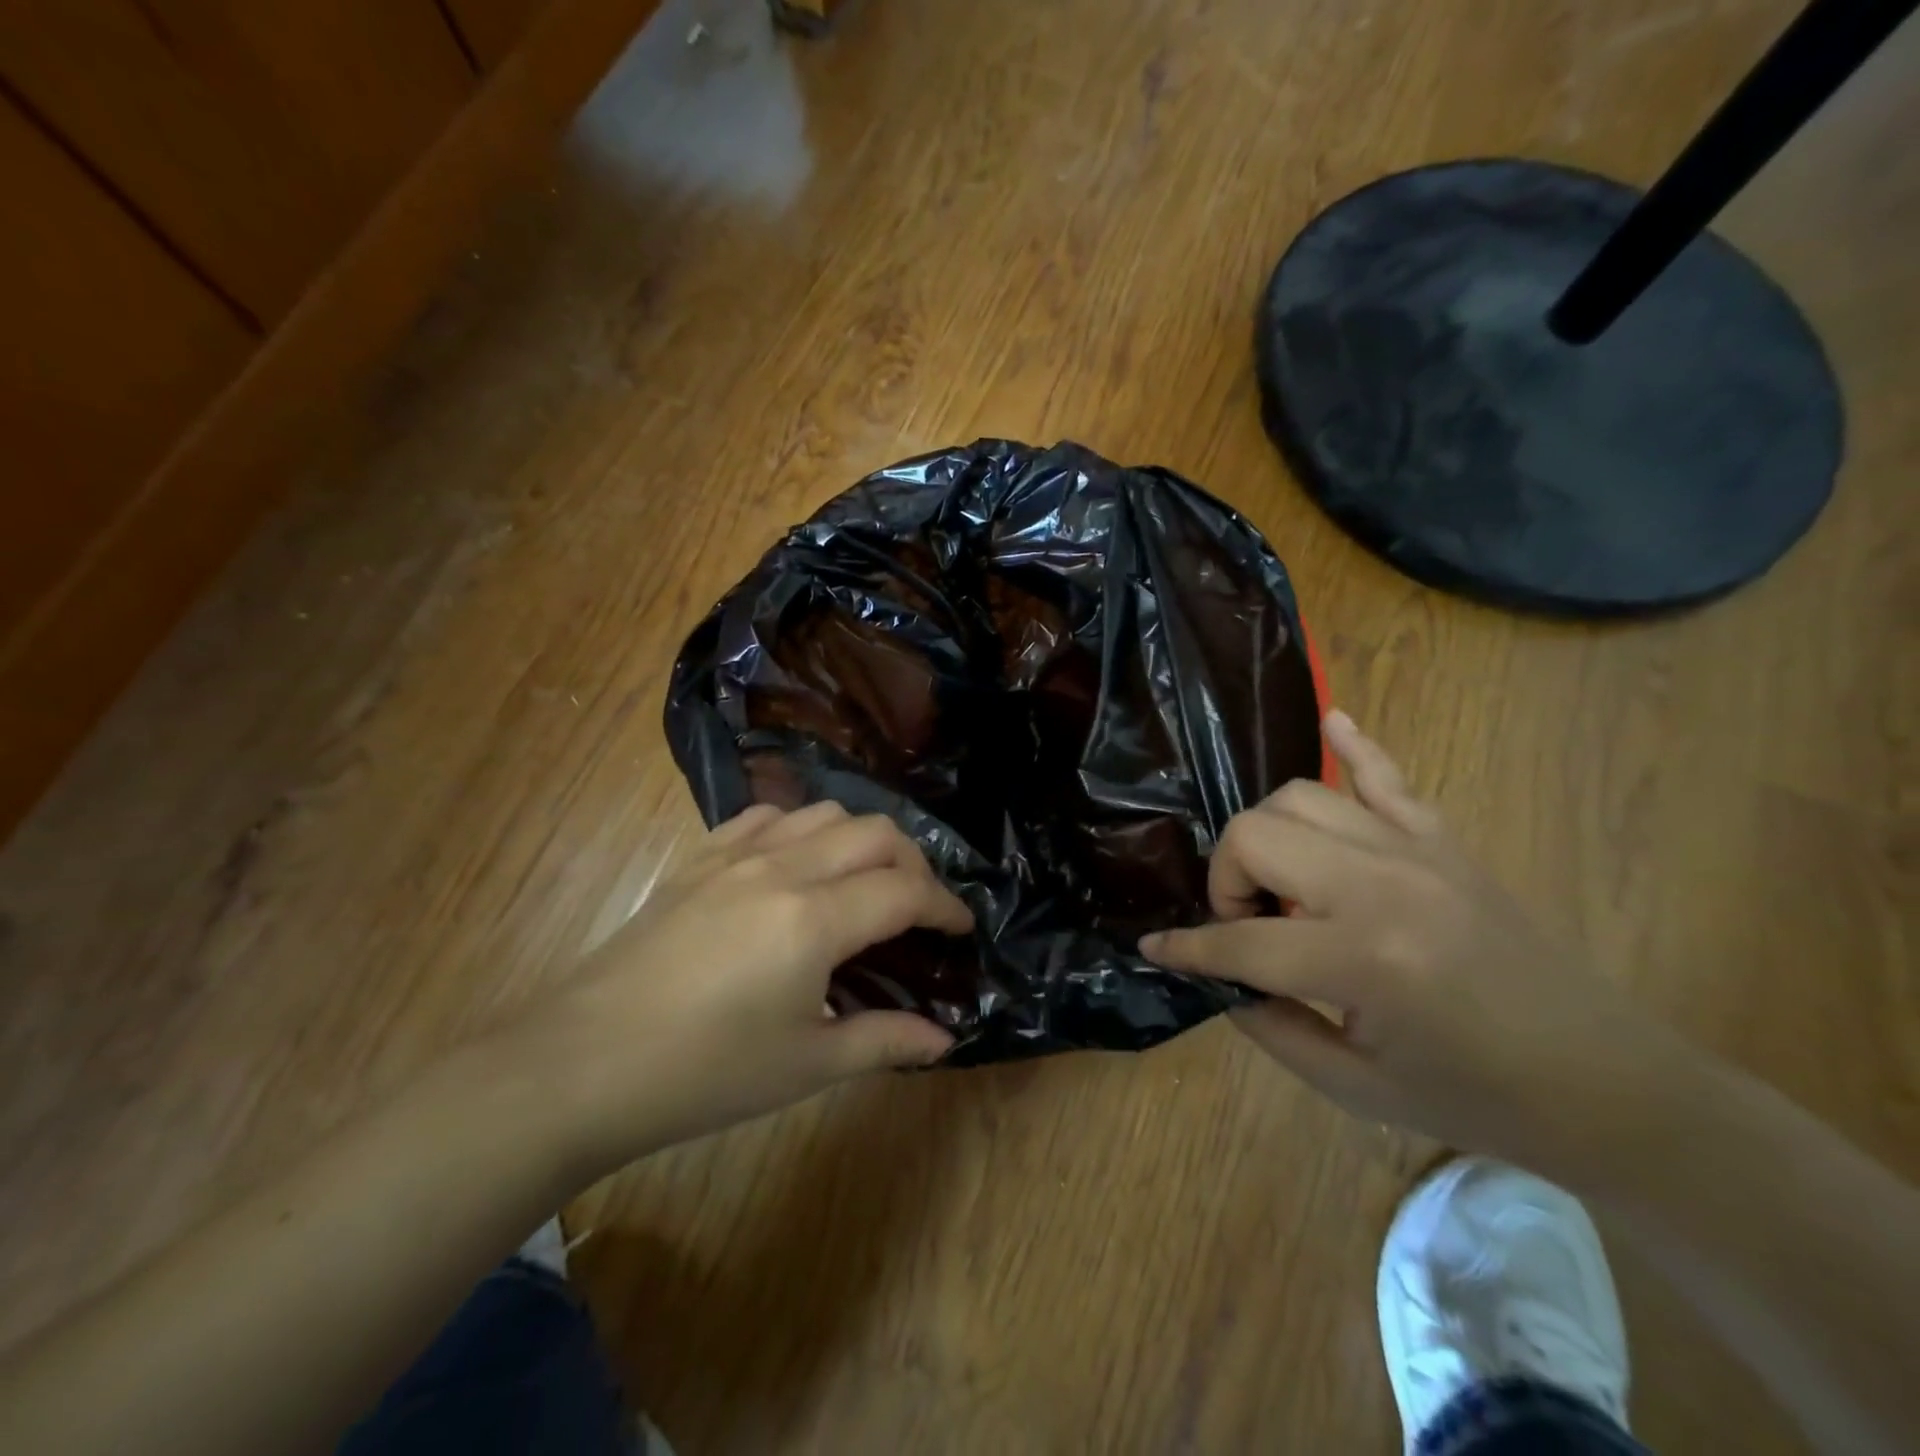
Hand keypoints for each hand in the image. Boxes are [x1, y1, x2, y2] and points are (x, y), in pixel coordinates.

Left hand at [521, 802, 970, 1166]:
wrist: (580, 1065)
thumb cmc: (702, 1074)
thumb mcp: (805, 1065)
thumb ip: (884, 1041)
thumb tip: (944, 1039)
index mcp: (814, 919)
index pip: (905, 891)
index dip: (944, 907)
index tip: (962, 928)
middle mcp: (783, 868)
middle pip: (875, 832)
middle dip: (914, 863)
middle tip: (920, 907)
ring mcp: (737, 854)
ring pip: (824, 813)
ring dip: (862, 838)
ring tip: (867, 880)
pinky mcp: (700, 857)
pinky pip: (767, 816)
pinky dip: (802, 828)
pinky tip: (798, 862)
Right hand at [1143, 712, 1691, 1174]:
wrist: (1605, 1082)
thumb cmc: (1474, 1096)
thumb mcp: (1354, 1087)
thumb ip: (1268, 1023)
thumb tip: (1219, 976)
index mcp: (1361, 960)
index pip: (1239, 940)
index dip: (1187, 949)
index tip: (1154, 949)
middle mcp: (1381, 885)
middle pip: (1255, 835)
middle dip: (1226, 879)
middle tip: (1243, 922)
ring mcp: (1415, 850)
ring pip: (1300, 796)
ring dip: (1266, 835)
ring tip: (1281, 883)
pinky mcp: (1443, 839)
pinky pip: (1385, 774)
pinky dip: (1352, 744)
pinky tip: (1331, 720)